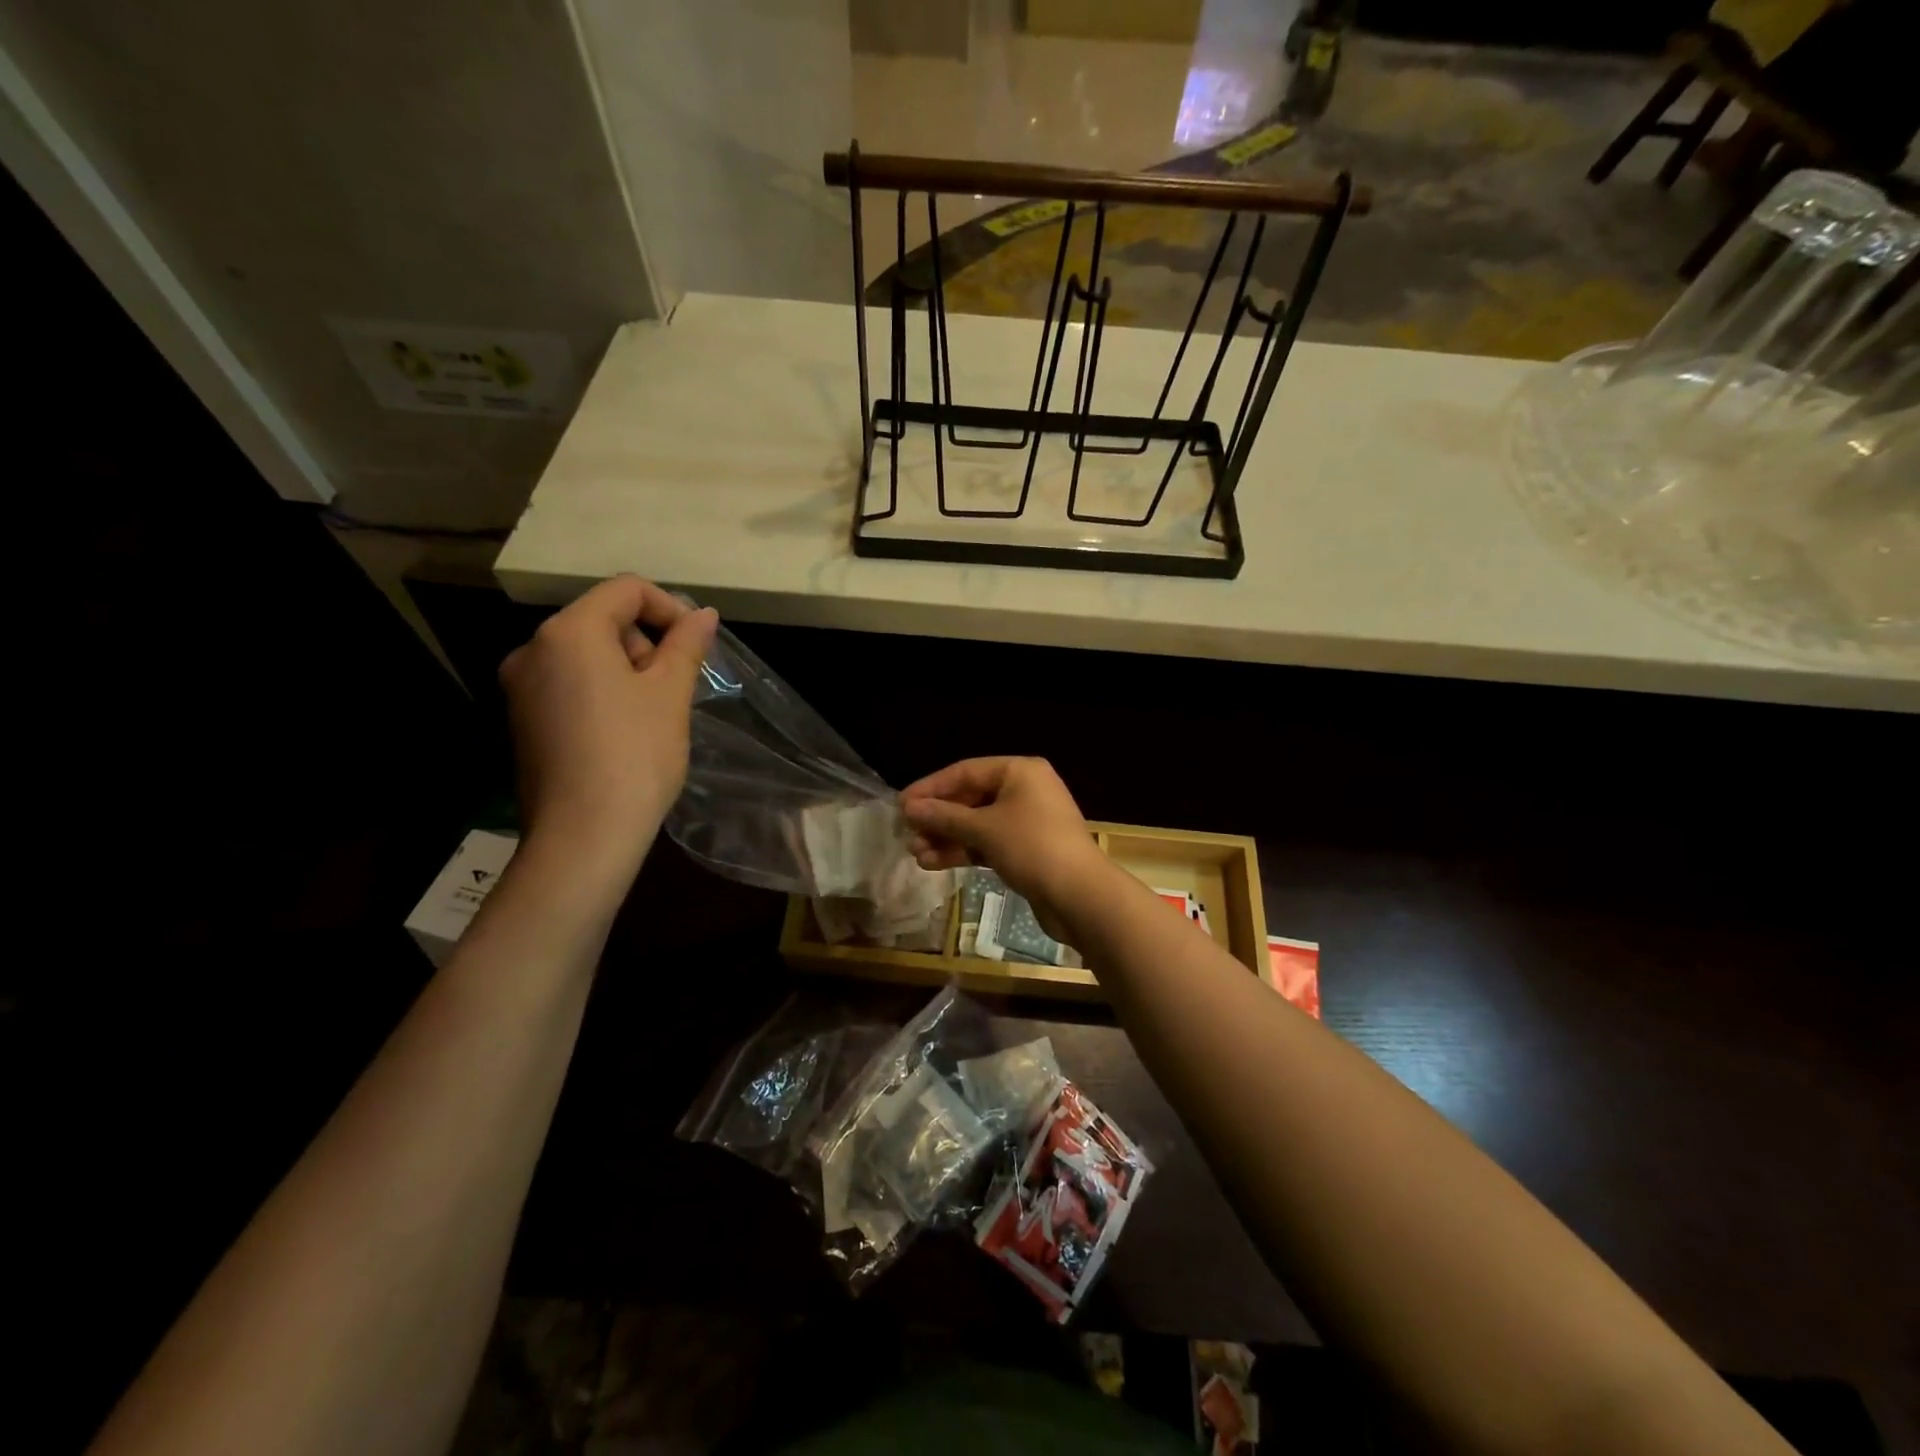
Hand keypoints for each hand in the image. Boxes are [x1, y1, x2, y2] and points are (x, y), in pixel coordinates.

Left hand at [499, 576, 717, 879]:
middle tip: (676, 685)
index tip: (696, 644)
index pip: (626, 590)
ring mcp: (521, 688)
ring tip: (655, 713)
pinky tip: (626, 730)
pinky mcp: (523, 720)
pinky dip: (603, 691)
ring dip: (628, 668)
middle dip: (647, 642)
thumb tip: (703, 614)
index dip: (670, 607)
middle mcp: (533, 650)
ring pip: (586, 654)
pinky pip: (570, 685)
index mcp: (568, 633)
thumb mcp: (670, 693)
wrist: (583, 835)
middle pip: (603, 619)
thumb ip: (686, 645)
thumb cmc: (635, 754)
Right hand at [900, 757, 1110, 938]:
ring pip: (977, 824)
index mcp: (1020, 771)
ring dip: (947, 837)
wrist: (1080, 896)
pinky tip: (935, 863)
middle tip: (907, 834)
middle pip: (971, 798)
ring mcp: (1027, 821)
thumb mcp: (983, 829)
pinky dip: (964, 851)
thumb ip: (944, 817)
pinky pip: (988, 843)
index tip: (901, 805)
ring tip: (916, 854)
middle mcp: (1025, 790)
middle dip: (938, 818)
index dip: (930, 788)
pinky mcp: (1027, 850)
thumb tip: (909, 809)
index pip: (965, 771)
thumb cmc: (1032, 847)